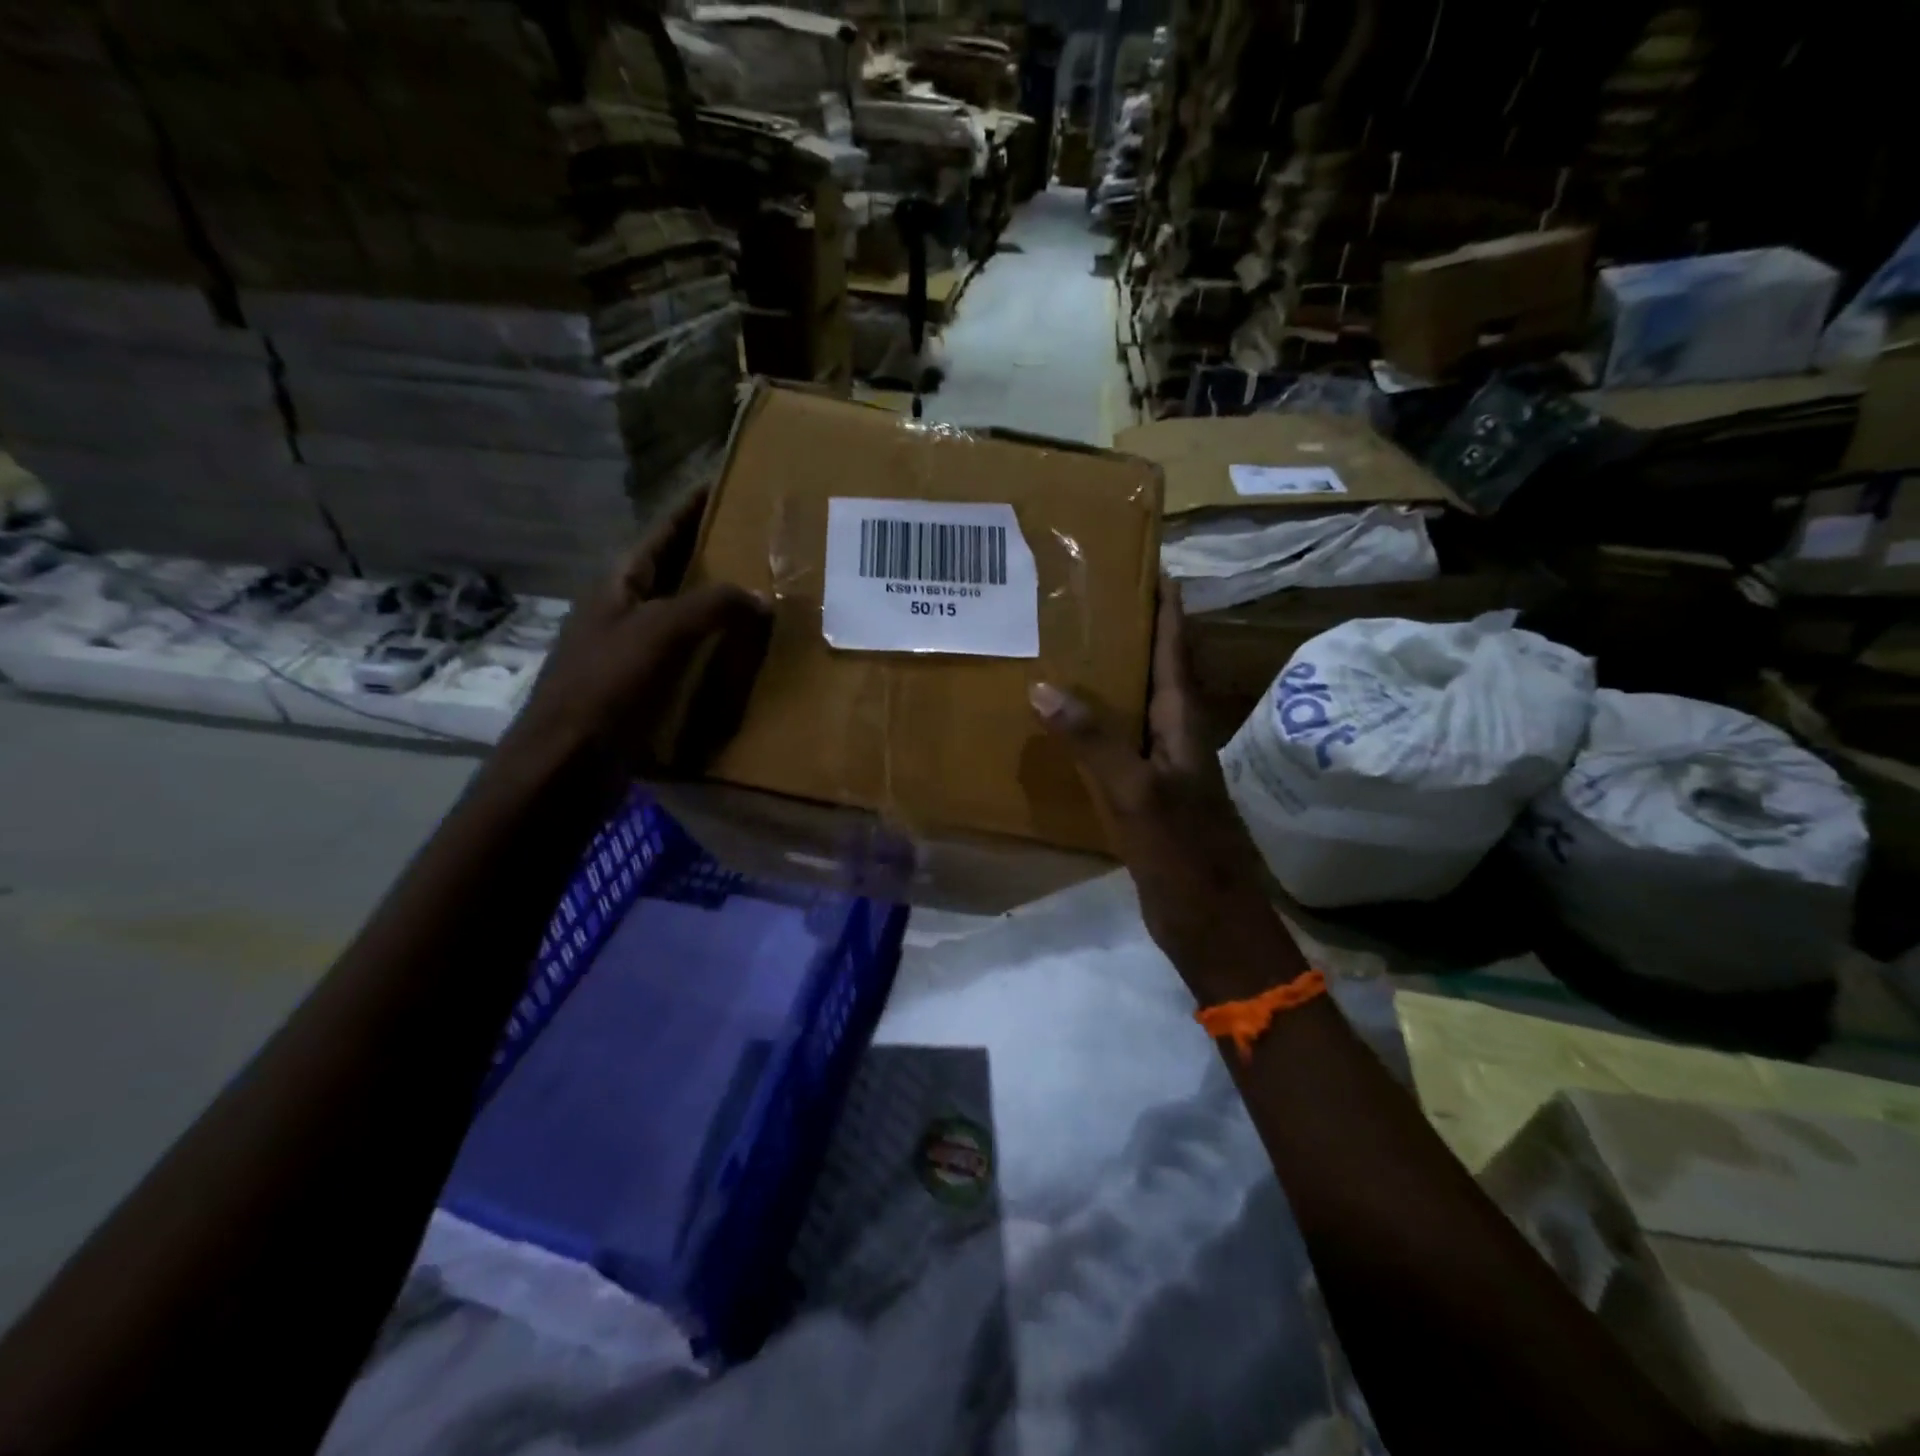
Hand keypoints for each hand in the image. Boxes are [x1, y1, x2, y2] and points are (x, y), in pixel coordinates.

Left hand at [506, 487, 772, 777]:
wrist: (568, 763)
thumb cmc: (608, 687)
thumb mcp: (662, 632)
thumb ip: (712, 605)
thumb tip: (761, 597)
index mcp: (620, 583)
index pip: (663, 531)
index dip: (694, 507)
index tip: (731, 485)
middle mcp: (625, 609)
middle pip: (675, 570)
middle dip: (715, 554)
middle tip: (765, 546)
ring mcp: (632, 650)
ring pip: (685, 616)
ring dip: (721, 606)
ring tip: (768, 598)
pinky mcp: (644, 688)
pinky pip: (689, 657)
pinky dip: (717, 650)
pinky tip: (747, 657)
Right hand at [1029, 585, 1301, 1001]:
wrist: (1212, 926)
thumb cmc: (1184, 856)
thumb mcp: (1137, 794)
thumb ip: (1095, 741)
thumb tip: (1045, 687)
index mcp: (1184, 724)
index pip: (1177, 649)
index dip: (1167, 606)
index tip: (1147, 563)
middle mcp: (1177, 736)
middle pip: (1157, 670)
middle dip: (1133, 631)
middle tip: (1089, 599)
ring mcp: (1163, 768)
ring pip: (1136, 707)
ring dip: (1113, 676)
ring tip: (1070, 649)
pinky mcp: (1147, 797)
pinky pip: (1119, 745)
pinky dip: (1097, 726)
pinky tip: (1066, 726)